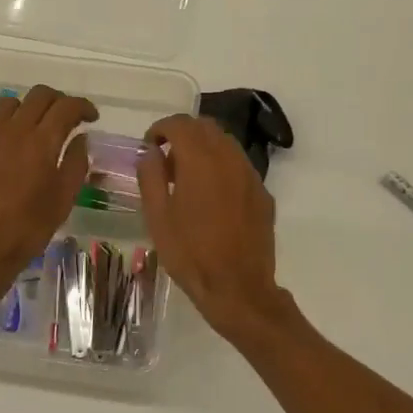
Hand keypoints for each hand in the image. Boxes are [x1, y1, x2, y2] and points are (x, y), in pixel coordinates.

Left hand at [0, 85, 97, 311]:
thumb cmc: (27, 229)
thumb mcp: (63, 200)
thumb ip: (76, 163)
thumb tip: (81, 138)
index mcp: (42, 142)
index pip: (66, 107)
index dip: (83, 107)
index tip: (91, 118)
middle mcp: (14, 129)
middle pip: (39, 95)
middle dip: (58, 101)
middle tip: (66, 118)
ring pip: (10, 102)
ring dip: (27, 109)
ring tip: (34, 127)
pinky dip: (0, 124)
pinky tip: (4, 143)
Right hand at [136, 115, 290, 339]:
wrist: (238, 288)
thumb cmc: (190, 254)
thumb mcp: (158, 217)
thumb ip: (150, 177)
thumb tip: (150, 152)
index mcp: (200, 161)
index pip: (180, 124)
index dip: (161, 128)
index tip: (150, 146)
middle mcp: (229, 159)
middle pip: (206, 127)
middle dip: (183, 134)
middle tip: (165, 158)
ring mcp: (250, 175)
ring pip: (225, 143)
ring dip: (203, 148)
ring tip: (187, 176)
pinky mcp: (262, 192)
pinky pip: (239, 165)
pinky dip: (221, 166)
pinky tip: (211, 194)